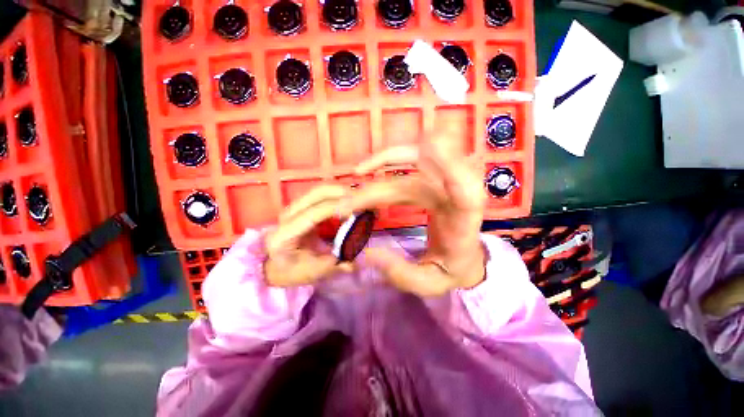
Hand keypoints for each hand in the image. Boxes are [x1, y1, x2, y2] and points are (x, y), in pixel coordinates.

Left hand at [265, 185, 352, 286]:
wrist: (278, 266)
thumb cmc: (294, 271)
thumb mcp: (316, 272)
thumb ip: (337, 263)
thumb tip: (360, 256)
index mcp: (286, 234)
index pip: (313, 214)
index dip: (336, 208)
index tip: (358, 208)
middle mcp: (287, 215)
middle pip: (316, 194)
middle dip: (342, 193)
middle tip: (363, 200)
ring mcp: (294, 208)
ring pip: (320, 190)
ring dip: (341, 192)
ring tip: (359, 200)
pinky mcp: (302, 206)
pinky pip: (322, 195)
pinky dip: (337, 195)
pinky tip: (350, 201)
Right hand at [347, 126, 486, 295]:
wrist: (465, 257)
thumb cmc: (452, 269)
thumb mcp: (429, 283)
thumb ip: (401, 273)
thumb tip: (367, 253)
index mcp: (465, 216)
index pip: (463, 186)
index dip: (446, 162)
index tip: (421, 151)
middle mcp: (457, 189)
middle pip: (421, 172)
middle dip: (378, 188)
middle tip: (347, 206)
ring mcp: (443, 179)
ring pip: (410, 160)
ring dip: (379, 168)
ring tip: (352, 189)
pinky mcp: (431, 179)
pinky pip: (407, 163)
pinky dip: (386, 164)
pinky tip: (368, 173)